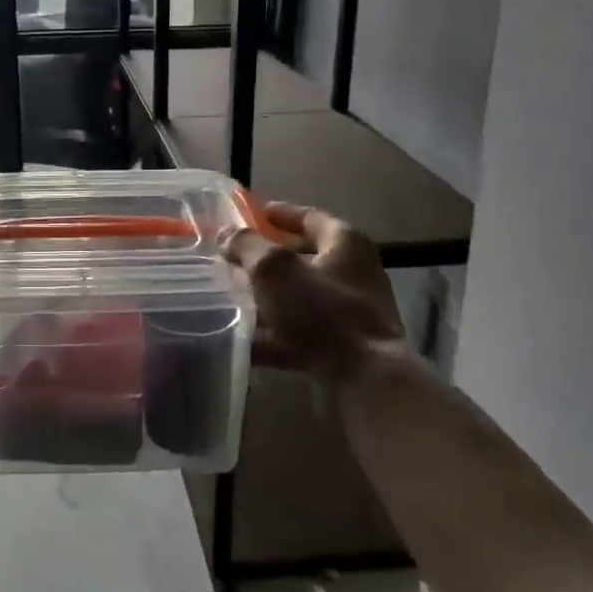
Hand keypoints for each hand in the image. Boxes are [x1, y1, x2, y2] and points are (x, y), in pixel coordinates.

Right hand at [222, 202, 416, 383]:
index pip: (310, 217)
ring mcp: (352, 312)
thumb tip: (227, 235)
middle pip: (305, 258)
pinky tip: (246, 340)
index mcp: (345, 244)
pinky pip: (302, 332)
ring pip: (301, 297)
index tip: (254, 212)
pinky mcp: (345, 346)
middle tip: (237, 258)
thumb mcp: (274, 269)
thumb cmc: (321, 310)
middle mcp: (354, 273)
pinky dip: (276, 333)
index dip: (280, 213)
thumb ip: (247, 247)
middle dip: (269, 259)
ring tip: (234, 298)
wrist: (366, 378)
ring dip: (270, 297)